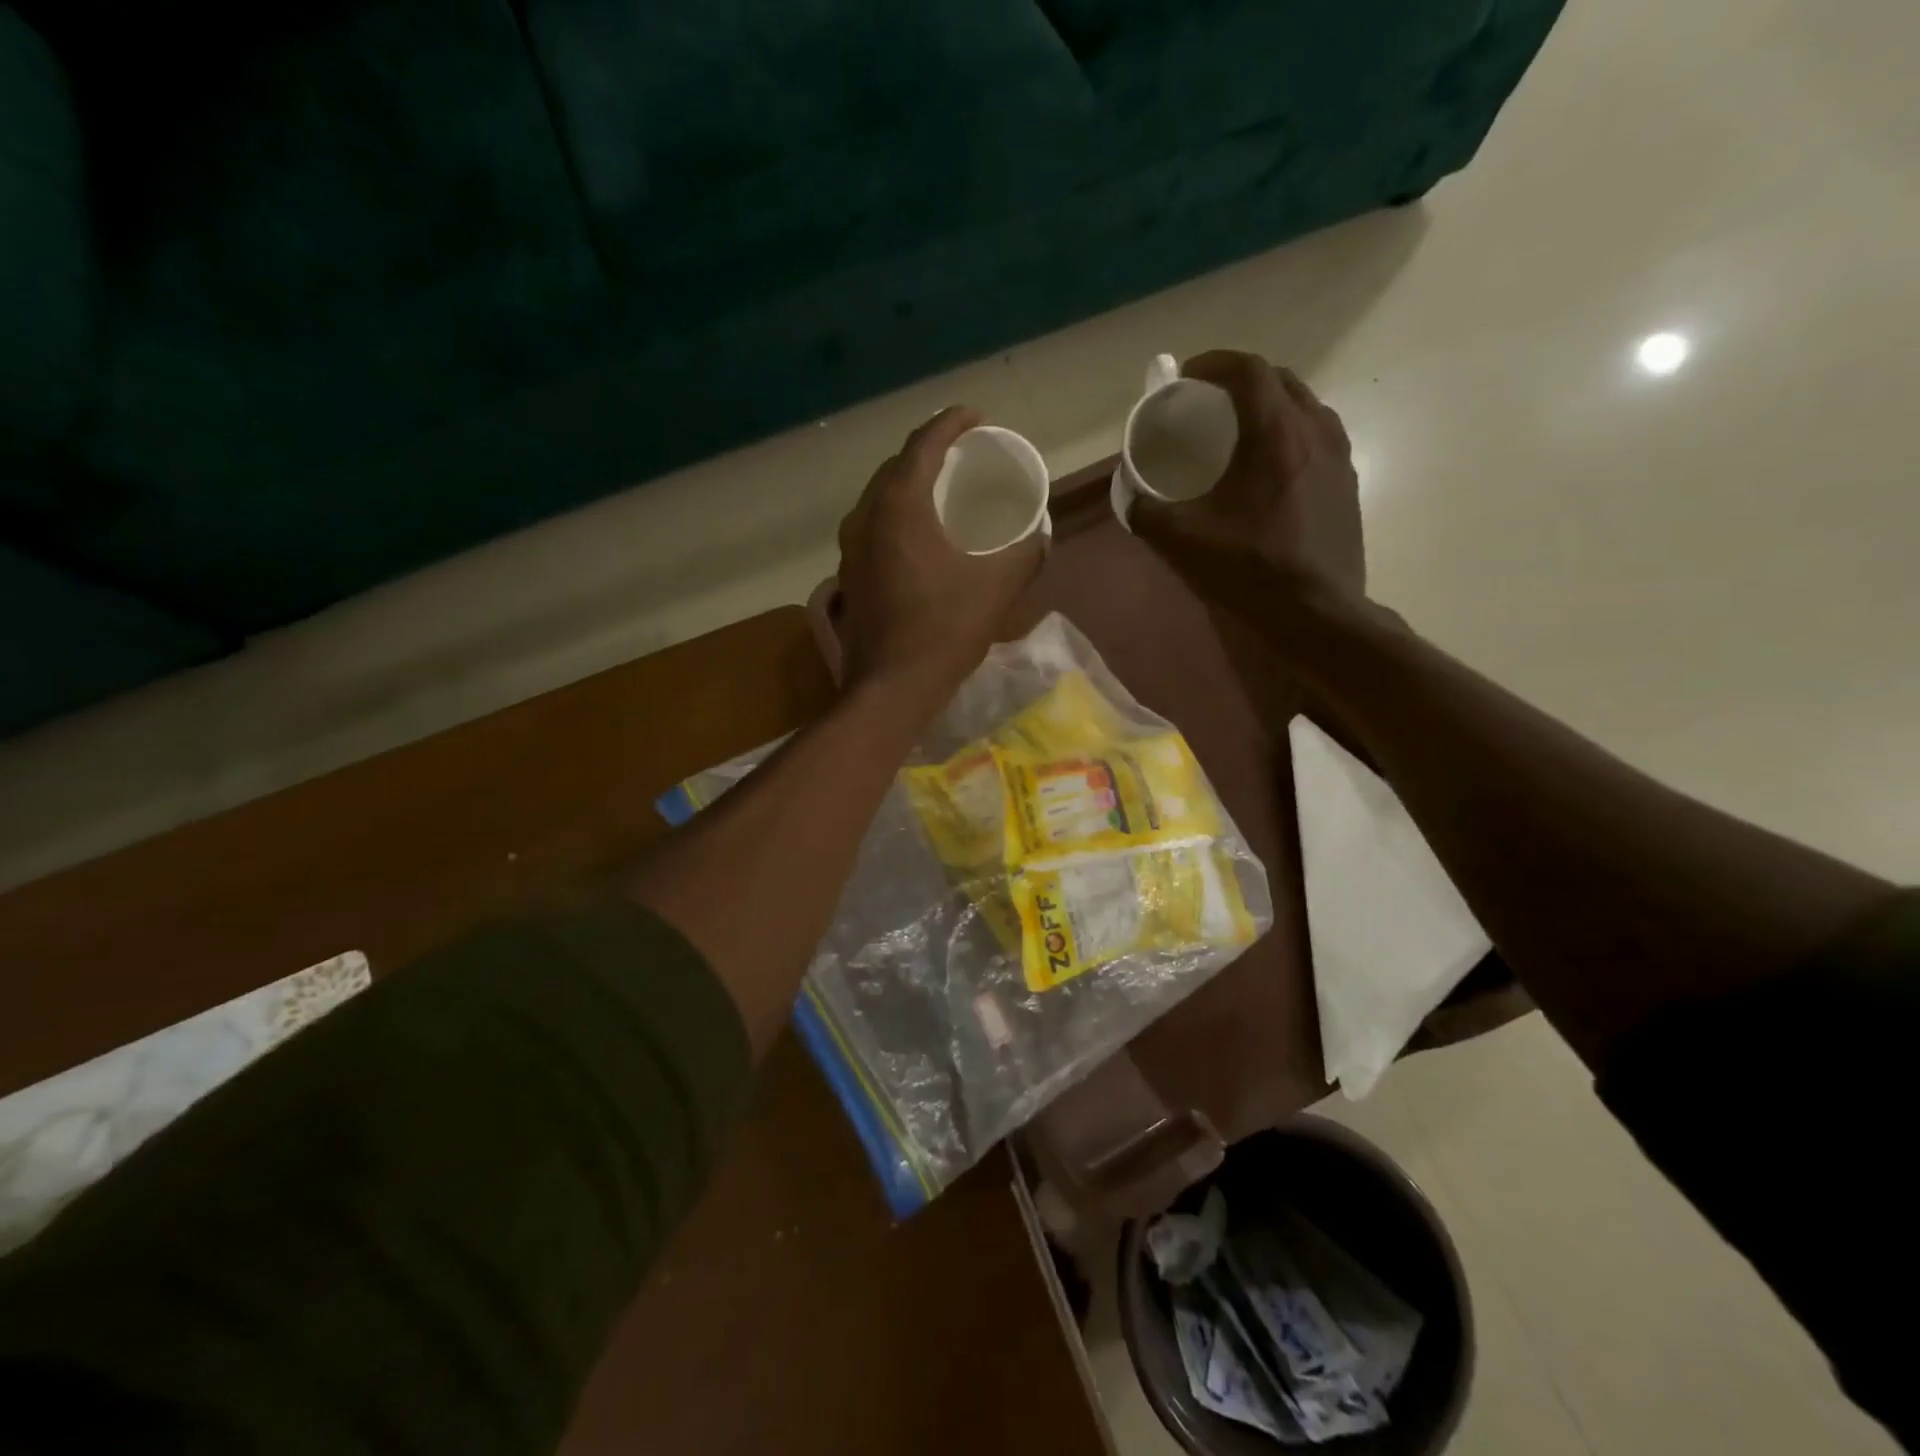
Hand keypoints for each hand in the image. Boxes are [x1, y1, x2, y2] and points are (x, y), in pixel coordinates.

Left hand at [838, 407, 1045, 701]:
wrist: (891, 687)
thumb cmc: (944, 630)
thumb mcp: (998, 587)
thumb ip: (1025, 553)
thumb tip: (1040, 534)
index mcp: (899, 506)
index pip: (924, 443)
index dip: (952, 423)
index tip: (978, 418)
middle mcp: (866, 516)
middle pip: (897, 465)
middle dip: (930, 451)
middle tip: (963, 456)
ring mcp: (850, 547)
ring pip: (880, 496)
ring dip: (910, 484)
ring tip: (942, 490)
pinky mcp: (848, 573)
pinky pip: (873, 525)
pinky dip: (897, 515)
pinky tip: (919, 535)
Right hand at [1133, 351, 1364, 617]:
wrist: (1318, 612)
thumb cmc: (1251, 569)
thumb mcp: (1183, 541)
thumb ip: (1147, 512)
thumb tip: (1129, 496)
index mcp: (1275, 434)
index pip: (1249, 370)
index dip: (1215, 364)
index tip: (1186, 376)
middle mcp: (1314, 430)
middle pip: (1280, 381)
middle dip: (1241, 381)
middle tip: (1210, 403)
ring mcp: (1338, 456)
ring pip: (1304, 407)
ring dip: (1270, 406)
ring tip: (1240, 431)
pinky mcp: (1346, 482)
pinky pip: (1317, 436)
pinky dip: (1289, 433)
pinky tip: (1269, 468)